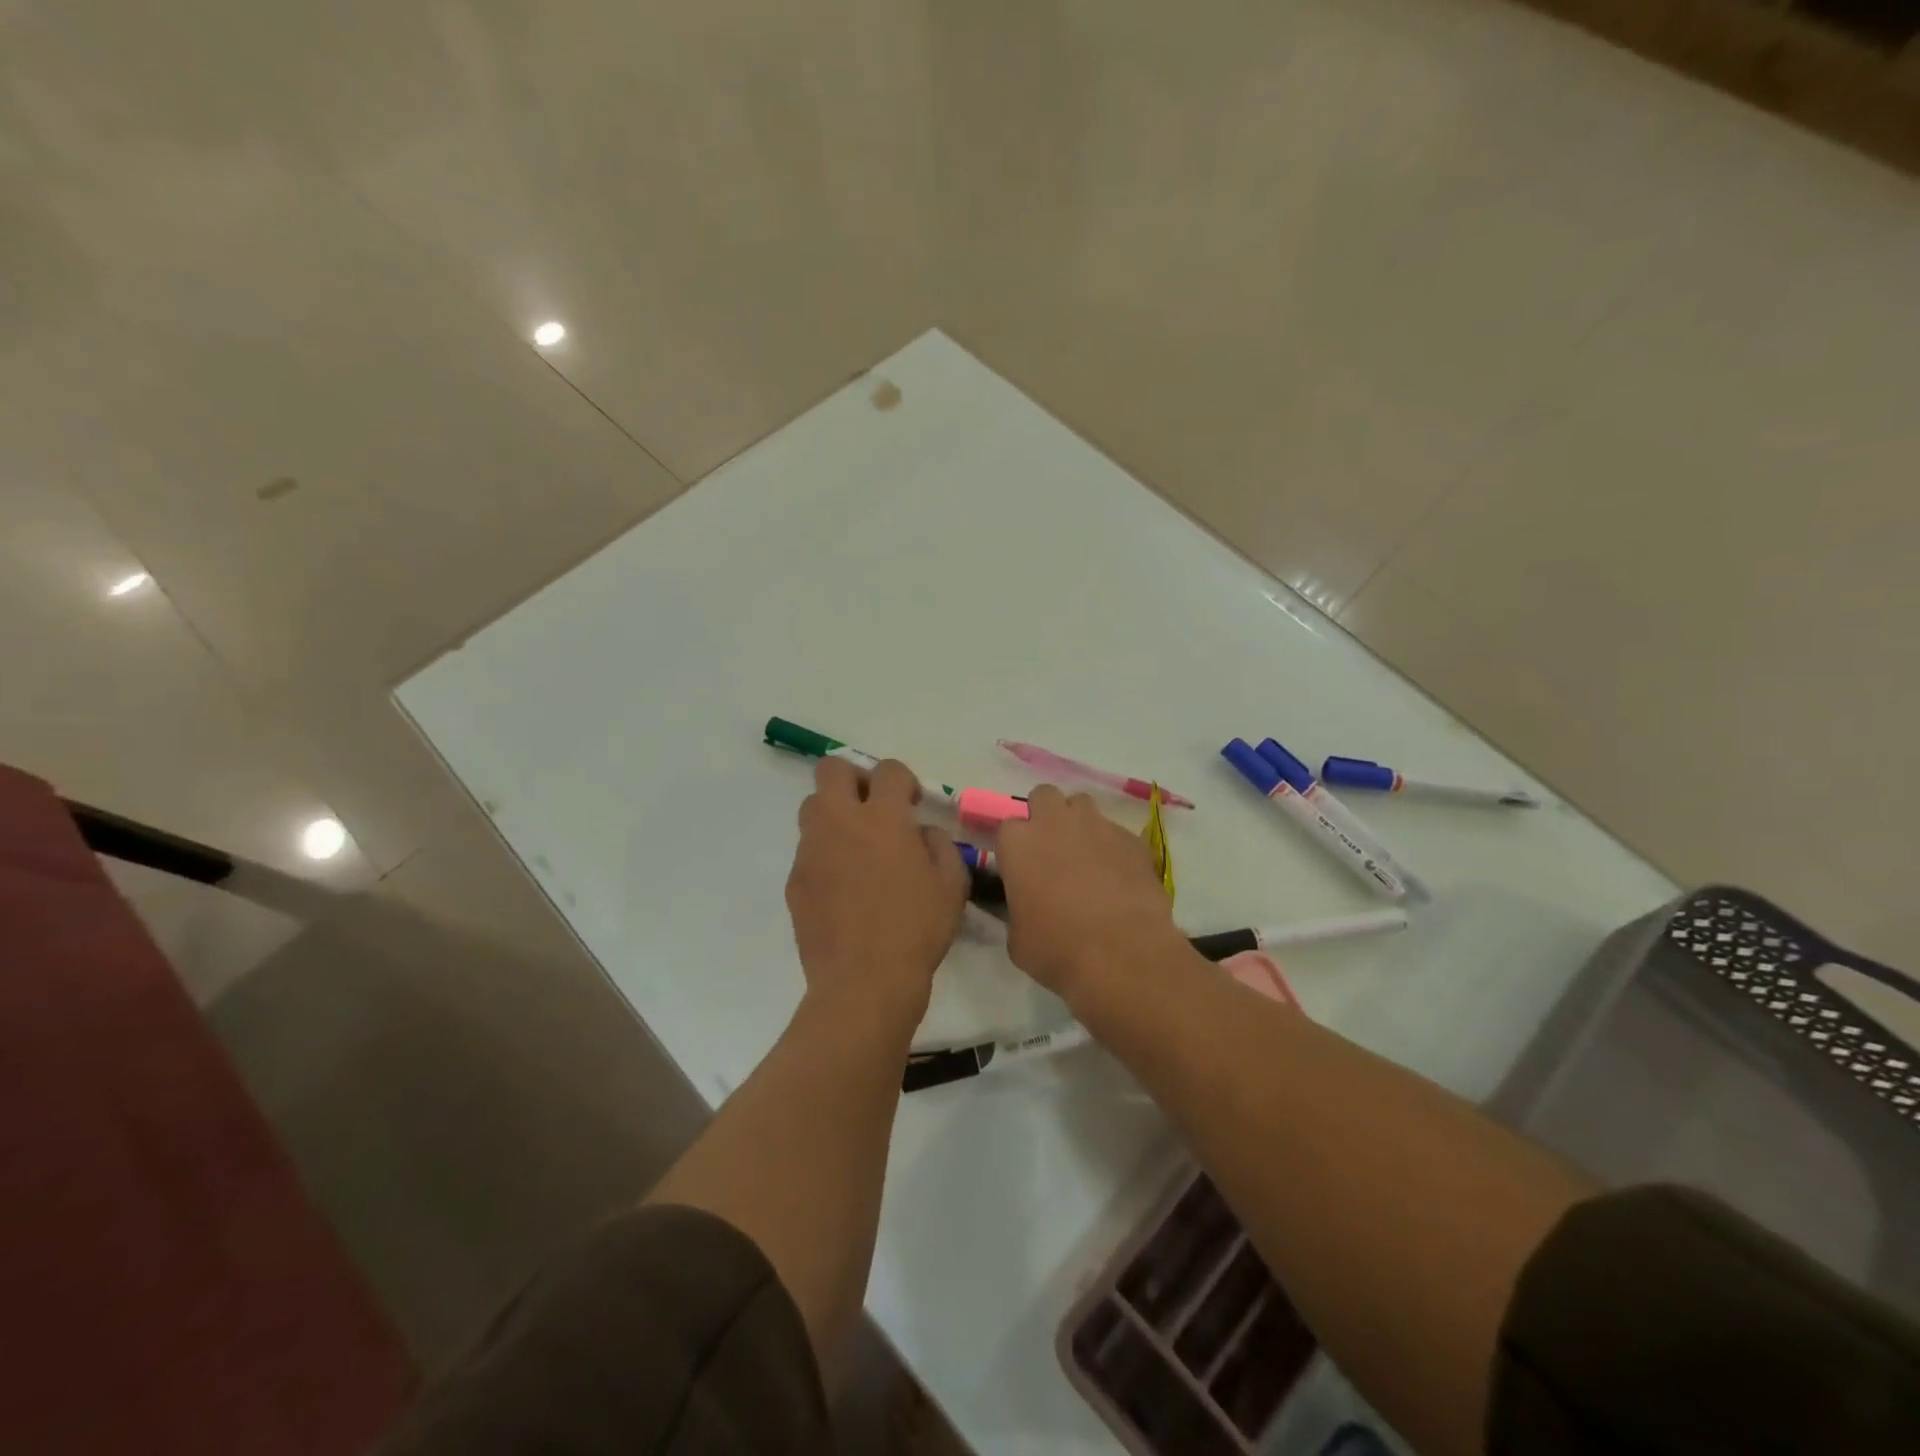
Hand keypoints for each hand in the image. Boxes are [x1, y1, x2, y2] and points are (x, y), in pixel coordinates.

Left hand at [786, 757, 968, 1032]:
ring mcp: (811, 850)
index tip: (910, 803)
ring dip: (834, 813)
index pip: (888, 770)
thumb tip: (920, 832)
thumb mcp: (952, 884)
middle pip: (832, 770)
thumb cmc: (916, 930)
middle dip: (854, 778)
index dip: (902, 780)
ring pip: (812, 806)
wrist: (864, 982)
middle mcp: (840, 822)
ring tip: (856, 846)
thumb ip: (938, 844)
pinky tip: (842, 887)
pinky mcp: (795, 879)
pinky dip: (824, 854)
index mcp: (883, 818)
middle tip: (873, 808)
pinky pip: (807, 850)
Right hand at [993, 785, 1182, 1002]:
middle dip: (1046, 815)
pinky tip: (1119, 877)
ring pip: (1083, 805)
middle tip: (1052, 850)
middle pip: (1044, 796)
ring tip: (1086, 858)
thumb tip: (1027, 909)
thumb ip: (1017, 910)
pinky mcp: (1132, 838)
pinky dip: (1113, 847)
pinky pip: (1116, 832)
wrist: (1122, 954)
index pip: (1007, 826)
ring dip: (1079, 824)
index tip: (1021, 868)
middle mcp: (1055, 822)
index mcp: (1018, 843)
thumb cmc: (1057, 949)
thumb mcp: (1017, 938)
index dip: (1015, 846)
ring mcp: (1097, 825)